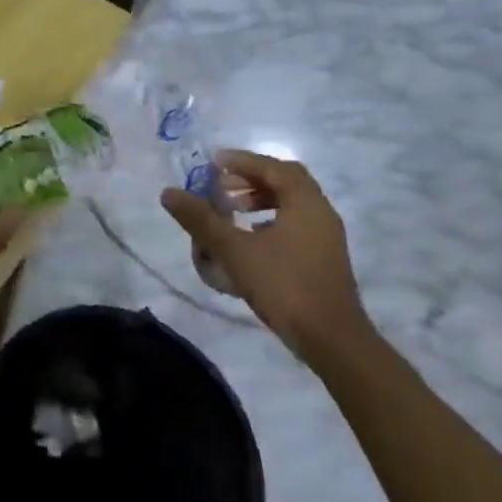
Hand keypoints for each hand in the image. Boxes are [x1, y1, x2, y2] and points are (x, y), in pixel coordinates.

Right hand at [161, 150, 368, 363]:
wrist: (332, 341)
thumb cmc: (283, 285)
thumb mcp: (233, 250)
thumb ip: (200, 220)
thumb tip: (168, 192)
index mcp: (305, 202)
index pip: (272, 167)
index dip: (241, 161)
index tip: (213, 164)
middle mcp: (320, 213)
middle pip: (285, 182)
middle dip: (251, 179)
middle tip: (222, 186)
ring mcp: (326, 238)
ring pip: (292, 205)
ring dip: (261, 200)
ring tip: (232, 211)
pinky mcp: (324, 260)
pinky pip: (295, 225)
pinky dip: (270, 221)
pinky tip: (250, 241)